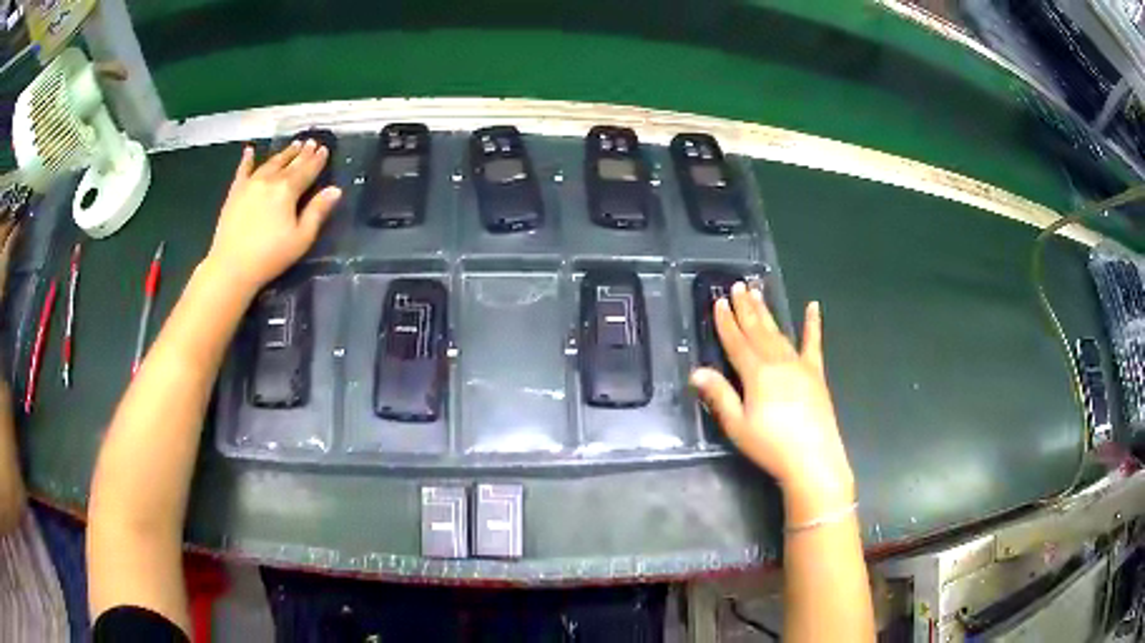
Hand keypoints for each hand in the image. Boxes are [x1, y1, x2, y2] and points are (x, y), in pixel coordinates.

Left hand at [204, 140, 340, 293]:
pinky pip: (242, 171)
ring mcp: (250, 184)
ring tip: (293, 145)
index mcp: (287, 190)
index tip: (324, 149)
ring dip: (283, 154)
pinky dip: (246, 159)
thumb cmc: (270, 256)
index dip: (317, 160)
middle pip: (289, 163)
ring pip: (270, 163)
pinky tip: (249, 150)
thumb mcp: (301, 238)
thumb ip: (317, 212)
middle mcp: (270, 180)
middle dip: (302, 153)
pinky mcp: (235, 193)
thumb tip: (335, 190)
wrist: (231, 266)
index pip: (307, 170)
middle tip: (311, 142)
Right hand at [690, 283, 854, 522]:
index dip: (726, 322)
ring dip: (767, 313)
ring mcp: (799, 365)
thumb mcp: (737, 426)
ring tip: (758, 293)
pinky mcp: (816, 374)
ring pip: (778, 333)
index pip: (737, 343)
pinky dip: (813, 325)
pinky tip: (813, 307)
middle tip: (738, 285)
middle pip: (758, 331)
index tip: (718, 301)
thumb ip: (719, 395)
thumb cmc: (771, 446)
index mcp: (756, 374)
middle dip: (746, 309)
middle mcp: (777, 362)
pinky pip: (813, 344)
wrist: (813, 459)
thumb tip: (696, 371)